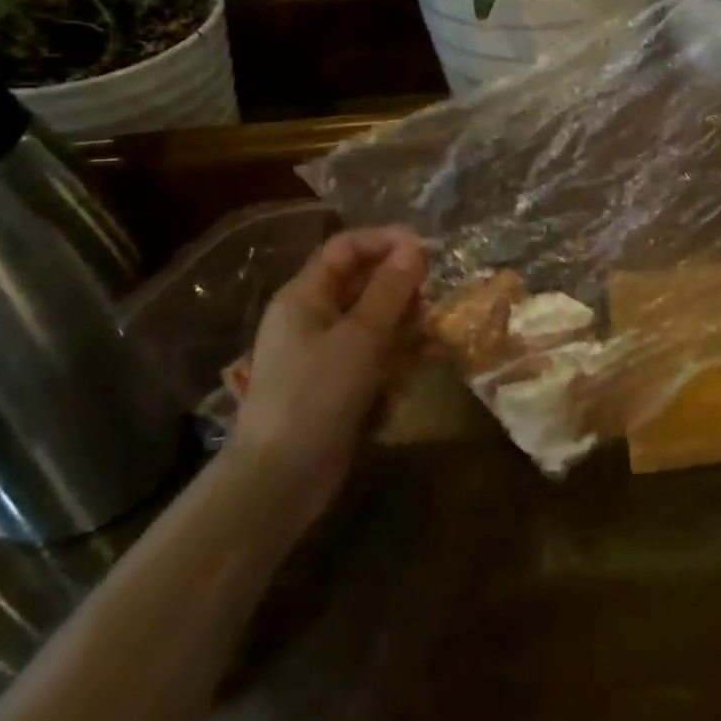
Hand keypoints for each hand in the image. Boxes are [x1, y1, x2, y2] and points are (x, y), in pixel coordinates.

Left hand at [229, 227, 427, 518]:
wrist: (280, 480)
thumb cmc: (316, 395)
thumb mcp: (360, 336)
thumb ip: (390, 290)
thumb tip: (414, 248)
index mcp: (305, 296)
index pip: (346, 248)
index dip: (386, 240)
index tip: (427, 248)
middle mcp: (313, 317)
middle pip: (362, 281)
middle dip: (401, 281)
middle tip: (438, 288)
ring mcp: (327, 352)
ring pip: (374, 318)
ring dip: (408, 317)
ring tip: (441, 323)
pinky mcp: (340, 383)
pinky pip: (376, 352)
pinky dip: (402, 350)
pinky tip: (432, 355)